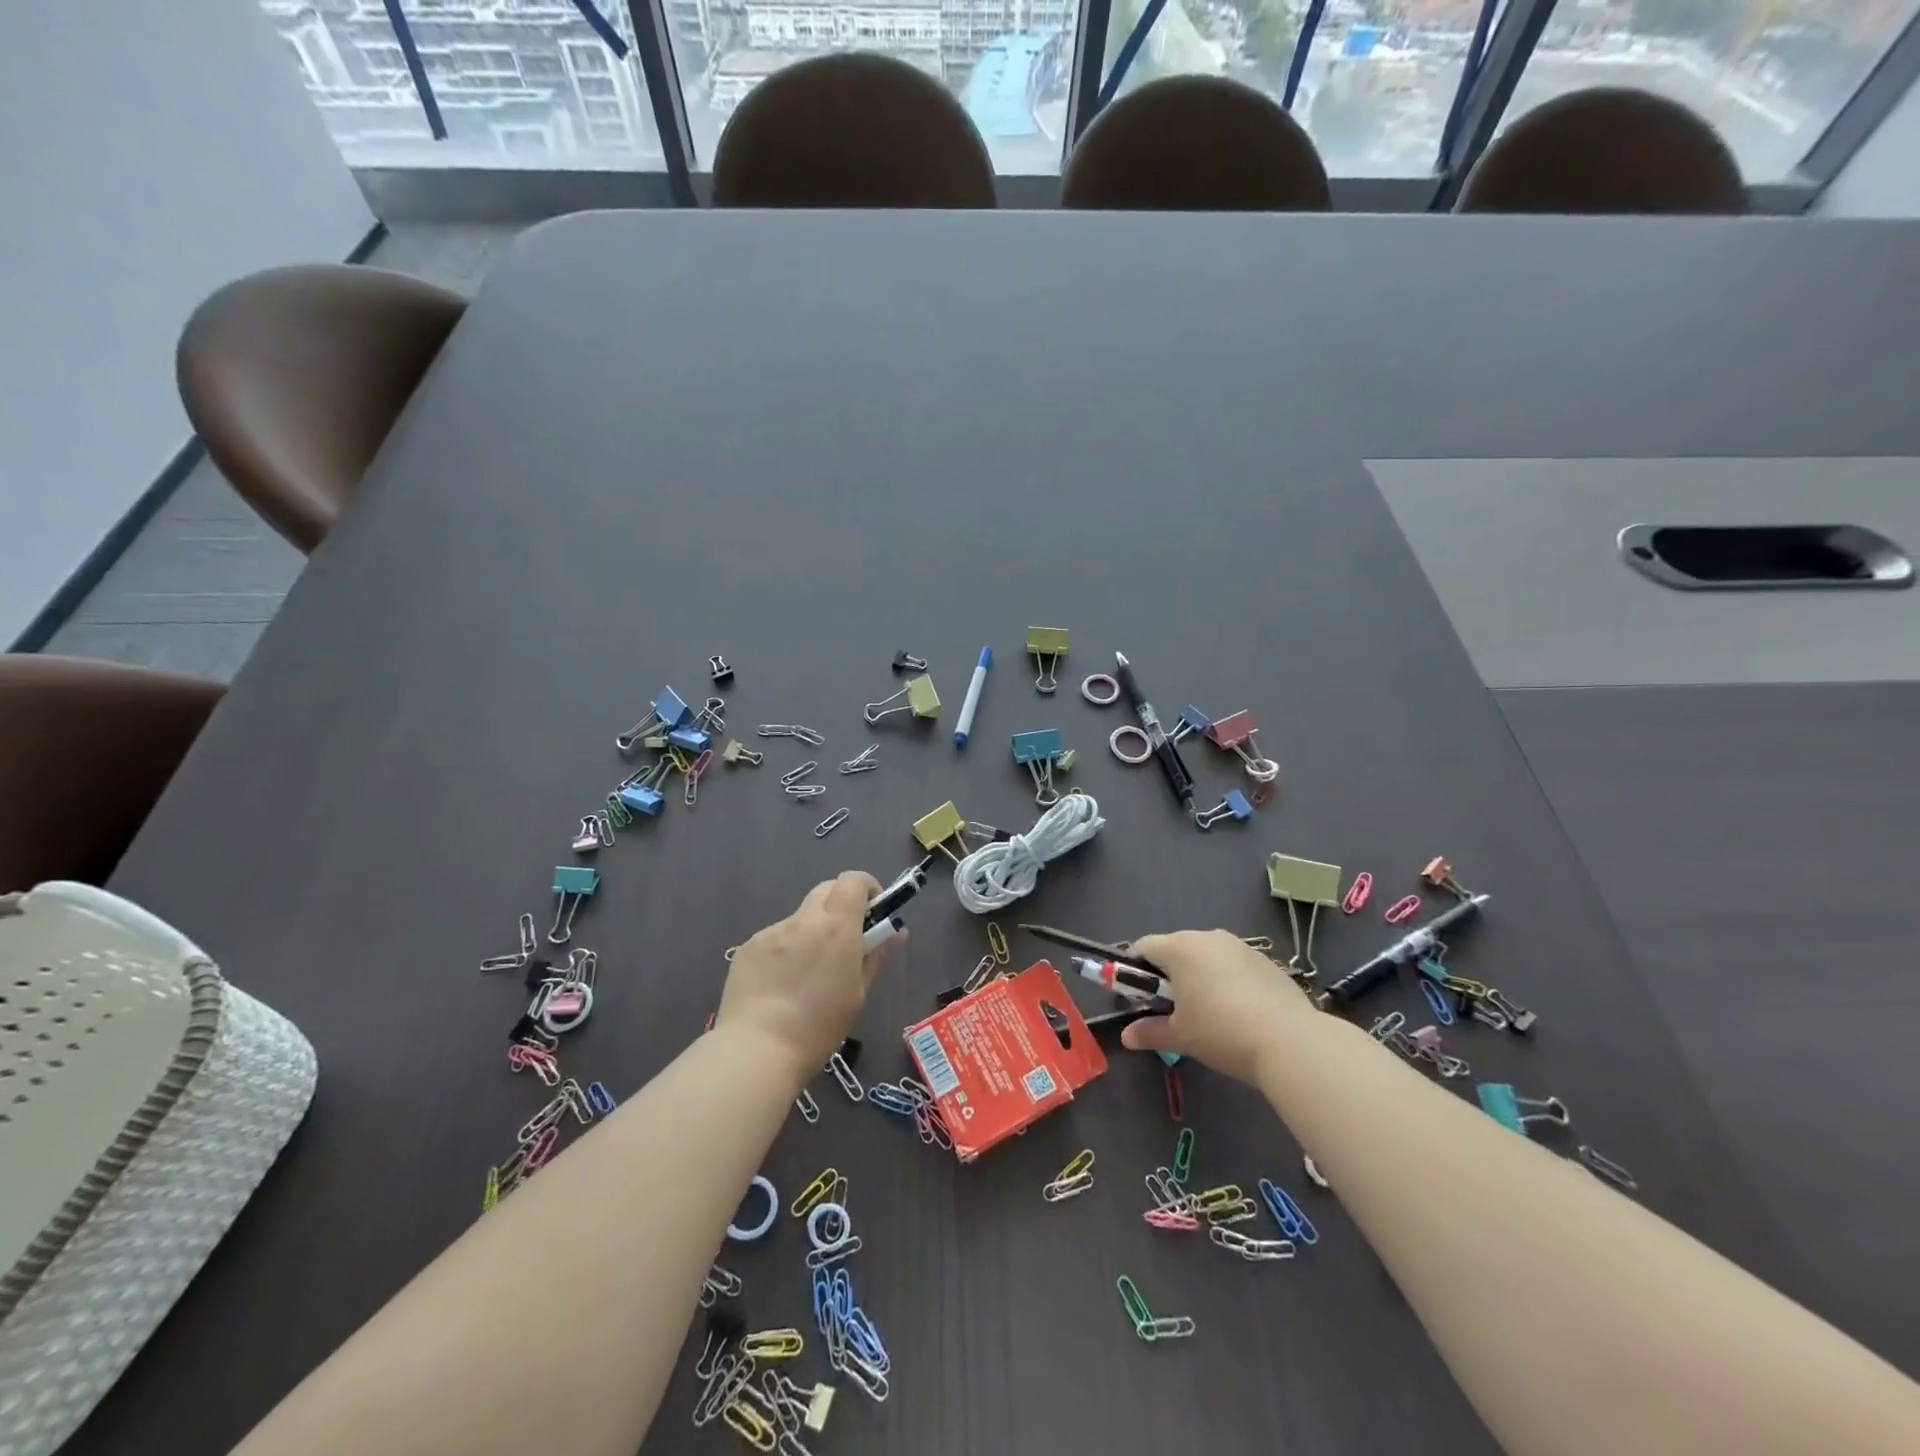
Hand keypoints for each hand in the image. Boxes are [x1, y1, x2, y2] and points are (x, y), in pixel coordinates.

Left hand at [717, 871, 899, 1080]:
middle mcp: (804, 920)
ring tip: (807, 974)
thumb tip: (896, 933)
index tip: (872, 912)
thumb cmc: (818, 1027)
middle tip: (846, 939)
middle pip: (827, 889)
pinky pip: (776, 938)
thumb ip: (876, 956)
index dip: (867, 888)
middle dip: (841, 904)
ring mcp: (772, 931)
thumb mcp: (858, 994)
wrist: (756, 1050)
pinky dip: (786, 951)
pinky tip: (779, 986)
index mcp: (837, 927)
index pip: (853, 880)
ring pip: (800, 917)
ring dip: (812, 931)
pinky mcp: (748, 947)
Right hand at [1120, 929, 1312, 1084]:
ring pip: (1207, 956)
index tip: (1139, 997)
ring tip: (1208, 1013)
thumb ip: (1150, 1032)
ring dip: (1199, 976)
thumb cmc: (1221, 1032)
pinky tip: (1239, 1012)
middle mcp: (1208, 937)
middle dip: (1168, 974)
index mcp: (1180, 948)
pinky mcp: (1266, 961)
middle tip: (1171, 1009)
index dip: (1134, 970)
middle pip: (1176, 948)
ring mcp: (1240, 947)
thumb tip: (1126, 1037)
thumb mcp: (1181, 1036)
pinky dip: (1228, 981)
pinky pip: (1234, 966)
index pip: (1143, 947)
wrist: (1290, 1041)